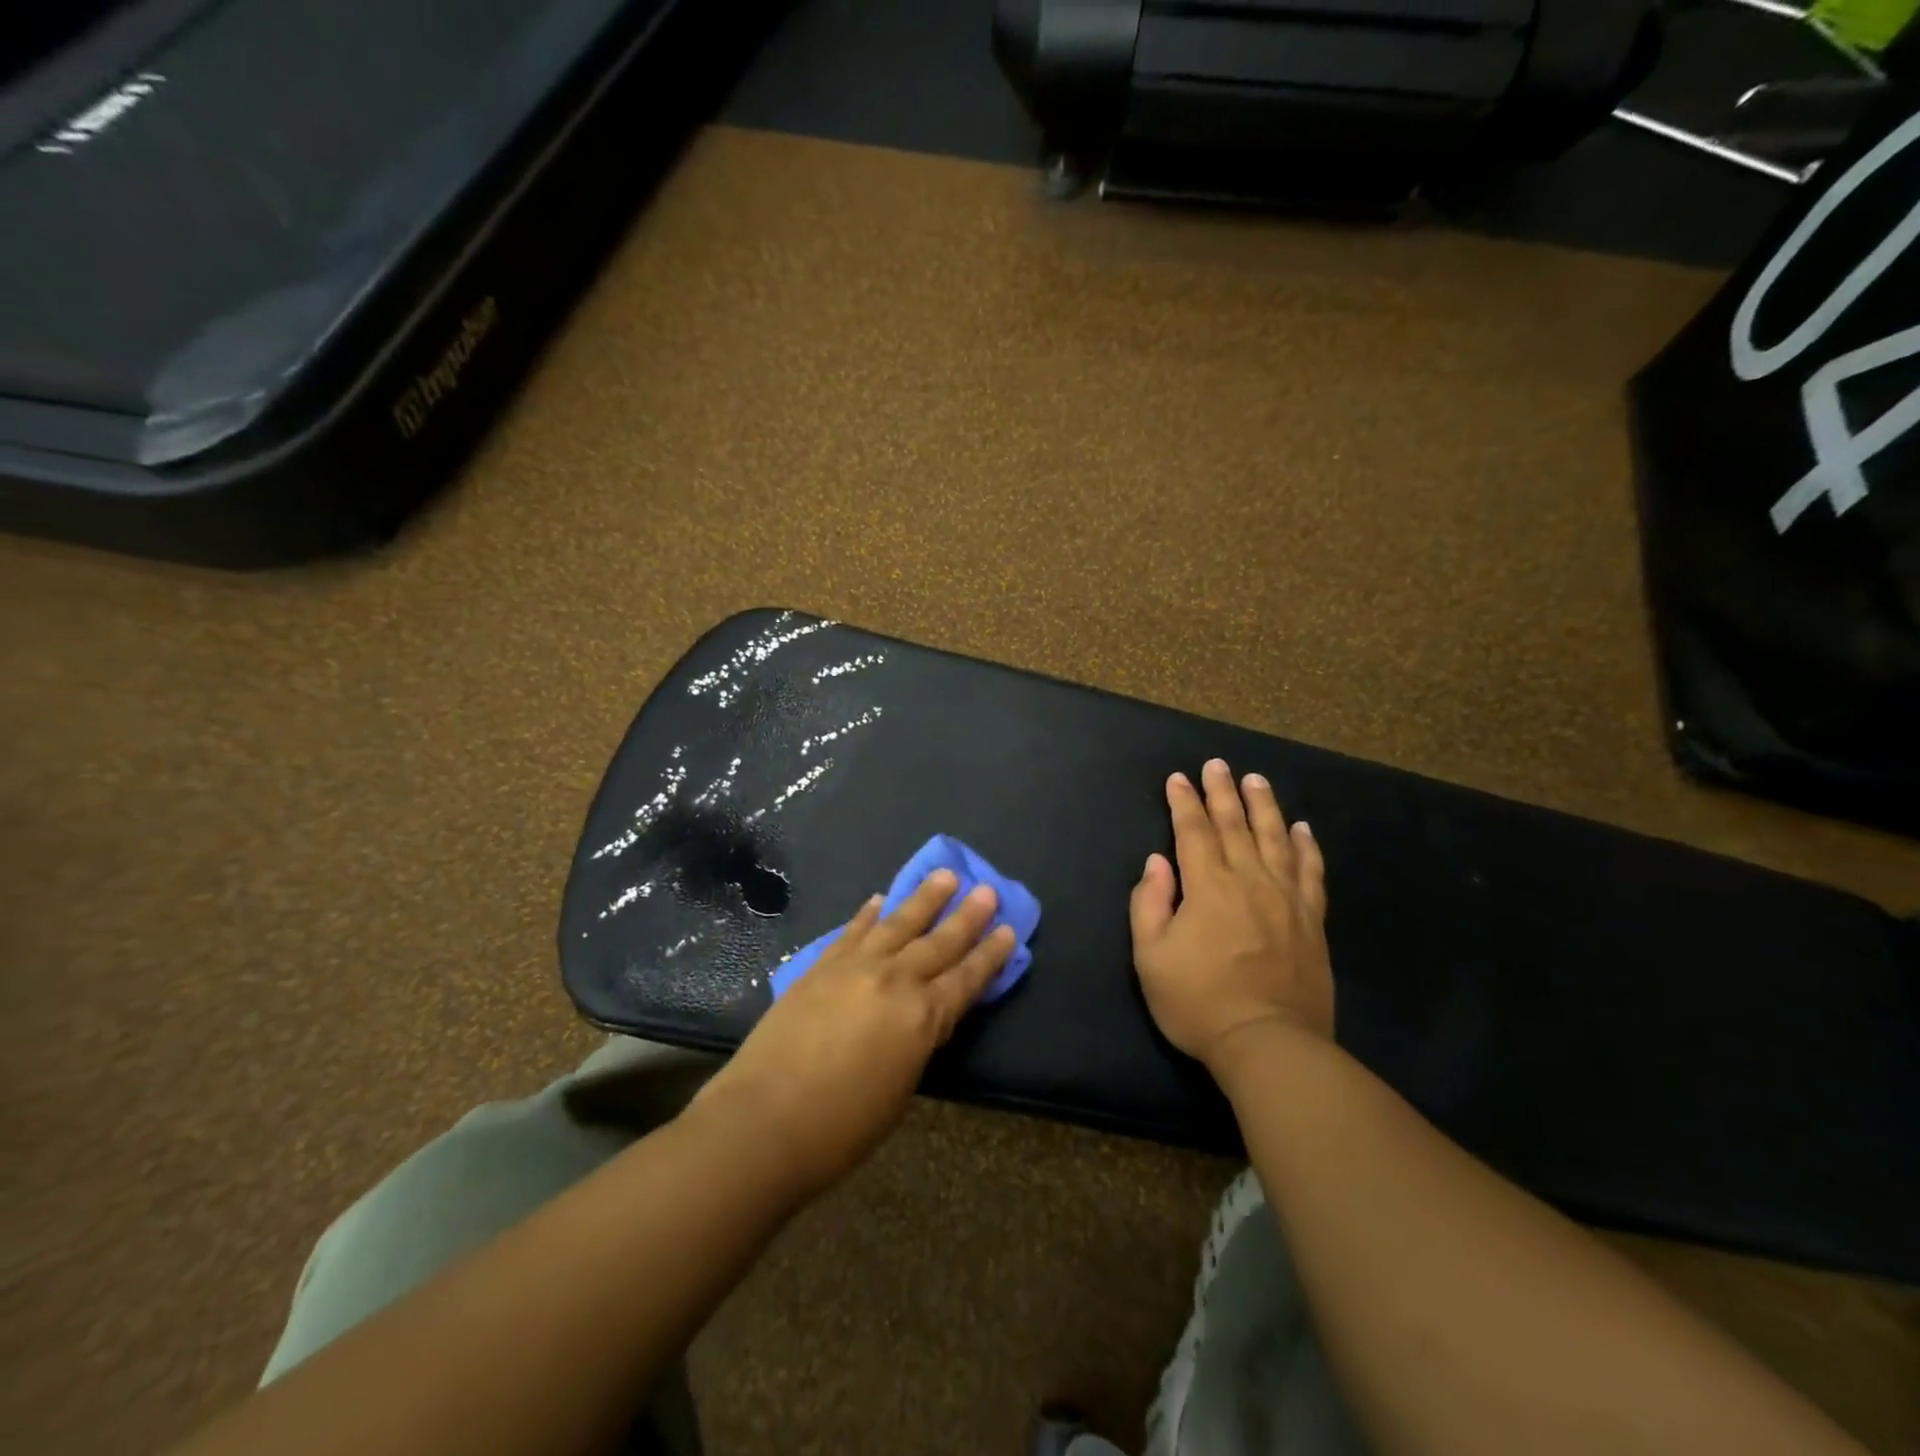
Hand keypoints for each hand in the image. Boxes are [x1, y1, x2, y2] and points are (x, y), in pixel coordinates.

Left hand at [692, 871, 1014, 1197]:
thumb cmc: (840, 1128)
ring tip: (944, 875)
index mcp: (923, 1018)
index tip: (1010, 929)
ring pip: (898, 923)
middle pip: (939, 942)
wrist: (763, 1120)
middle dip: (967, 916)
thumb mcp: (900, 1090)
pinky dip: (869, 914)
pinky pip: (853, 932)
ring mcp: (855, 967)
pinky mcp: (821, 966)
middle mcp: (895, 981)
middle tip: (986, 889)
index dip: (990, 954)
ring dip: (924, 898)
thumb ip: (916, 1043)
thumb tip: (922, 1017)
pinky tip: (880, 899)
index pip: (967, 978)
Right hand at [1130, 758, 1333, 1070]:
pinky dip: (1306, 847)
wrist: (1269, 1043)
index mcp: (1207, 886)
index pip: (1192, 831)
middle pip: (1234, 825)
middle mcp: (1249, 880)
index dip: (1183, 802)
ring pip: (1275, 839)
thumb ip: (1150, 903)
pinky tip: (1302, 829)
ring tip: (1256, 780)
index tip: (1178, 778)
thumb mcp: (1151, 957)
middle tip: (1217, 764)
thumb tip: (1158, 862)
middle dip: (1222, 792)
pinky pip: (1310, 872)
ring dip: (1264, 806)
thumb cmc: (1198, 1002)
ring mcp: (1285, 898)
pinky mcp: (1311, 920)